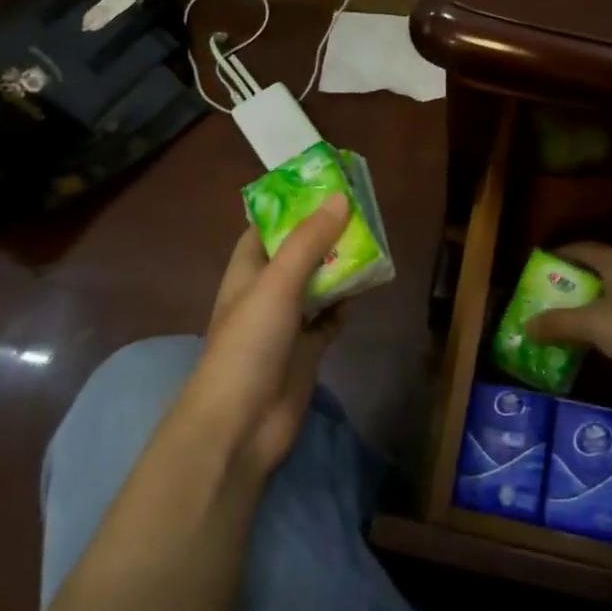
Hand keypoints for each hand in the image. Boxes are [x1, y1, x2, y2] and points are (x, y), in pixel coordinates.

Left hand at [183, 195, 349, 476]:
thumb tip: (340, 198)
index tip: (322, 185)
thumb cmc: (249, 344)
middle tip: (359, 212)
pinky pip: (330, 318)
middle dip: (324, 235)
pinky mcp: (306, 350)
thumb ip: (308, 242)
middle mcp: (265, 292)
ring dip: (338, 268)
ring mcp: (286, 323)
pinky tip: (364, 291)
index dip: (290, 206)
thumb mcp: (277, 283)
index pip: (265, 227)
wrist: (242, 425)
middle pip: (297, 254)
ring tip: (369, 244)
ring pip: (317, 285)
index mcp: (247, 271)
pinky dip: (344, 305)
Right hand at [526, 242, 611, 376]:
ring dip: (591, 302)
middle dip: (574, 282)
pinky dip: (607, 319)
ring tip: (570, 316)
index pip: (582, 248)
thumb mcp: (589, 323)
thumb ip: (558, 323)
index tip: (541, 265)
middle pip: (597, 270)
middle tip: (551, 294)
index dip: (560, 255)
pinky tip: (597, 334)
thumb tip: (527, 326)